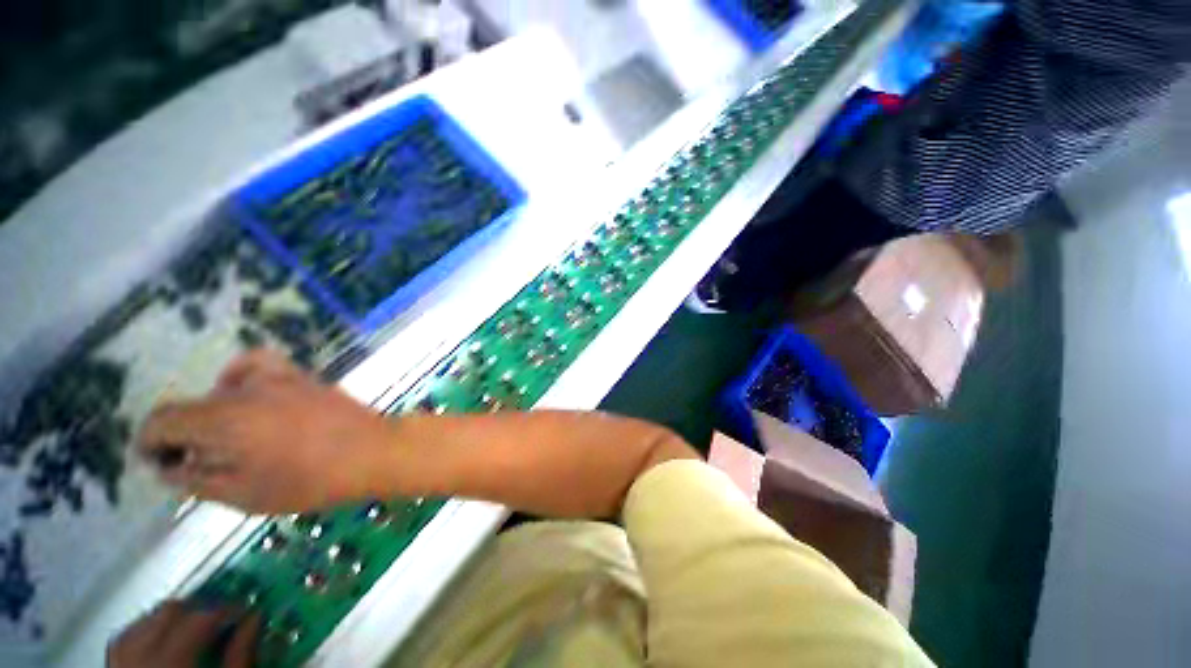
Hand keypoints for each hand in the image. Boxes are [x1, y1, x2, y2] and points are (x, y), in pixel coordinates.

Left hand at [108, 601, 259, 667]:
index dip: (227, 608)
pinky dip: (145, 631)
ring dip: (171, 618)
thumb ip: (241, 657)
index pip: (201, 618)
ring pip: (144, 622)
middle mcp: (141, 659)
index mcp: (172, 664)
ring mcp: (121, 664)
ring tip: (193, 627)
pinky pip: (126, 640)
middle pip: (169, 612)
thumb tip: (255, 618)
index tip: (245, 610)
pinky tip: (160, 639)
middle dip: (198, 609)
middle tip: (222, 617)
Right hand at [138, 350, 395, 512]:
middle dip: (183, 433)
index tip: (158, 463)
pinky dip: (243, 379)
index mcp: (223, 419)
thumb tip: (169, 466)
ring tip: (225, 435)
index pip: (163, 419)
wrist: (374, 450)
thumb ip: (197, 479)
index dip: (149, 441)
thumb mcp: (244, 494)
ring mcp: (279, 377)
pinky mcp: (304, 376)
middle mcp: (246, 390)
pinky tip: (252, 399)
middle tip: (196, 462)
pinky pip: (261, 365)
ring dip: (212, 409)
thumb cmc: (311, 481)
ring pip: (223, 386)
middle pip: (193, 404)